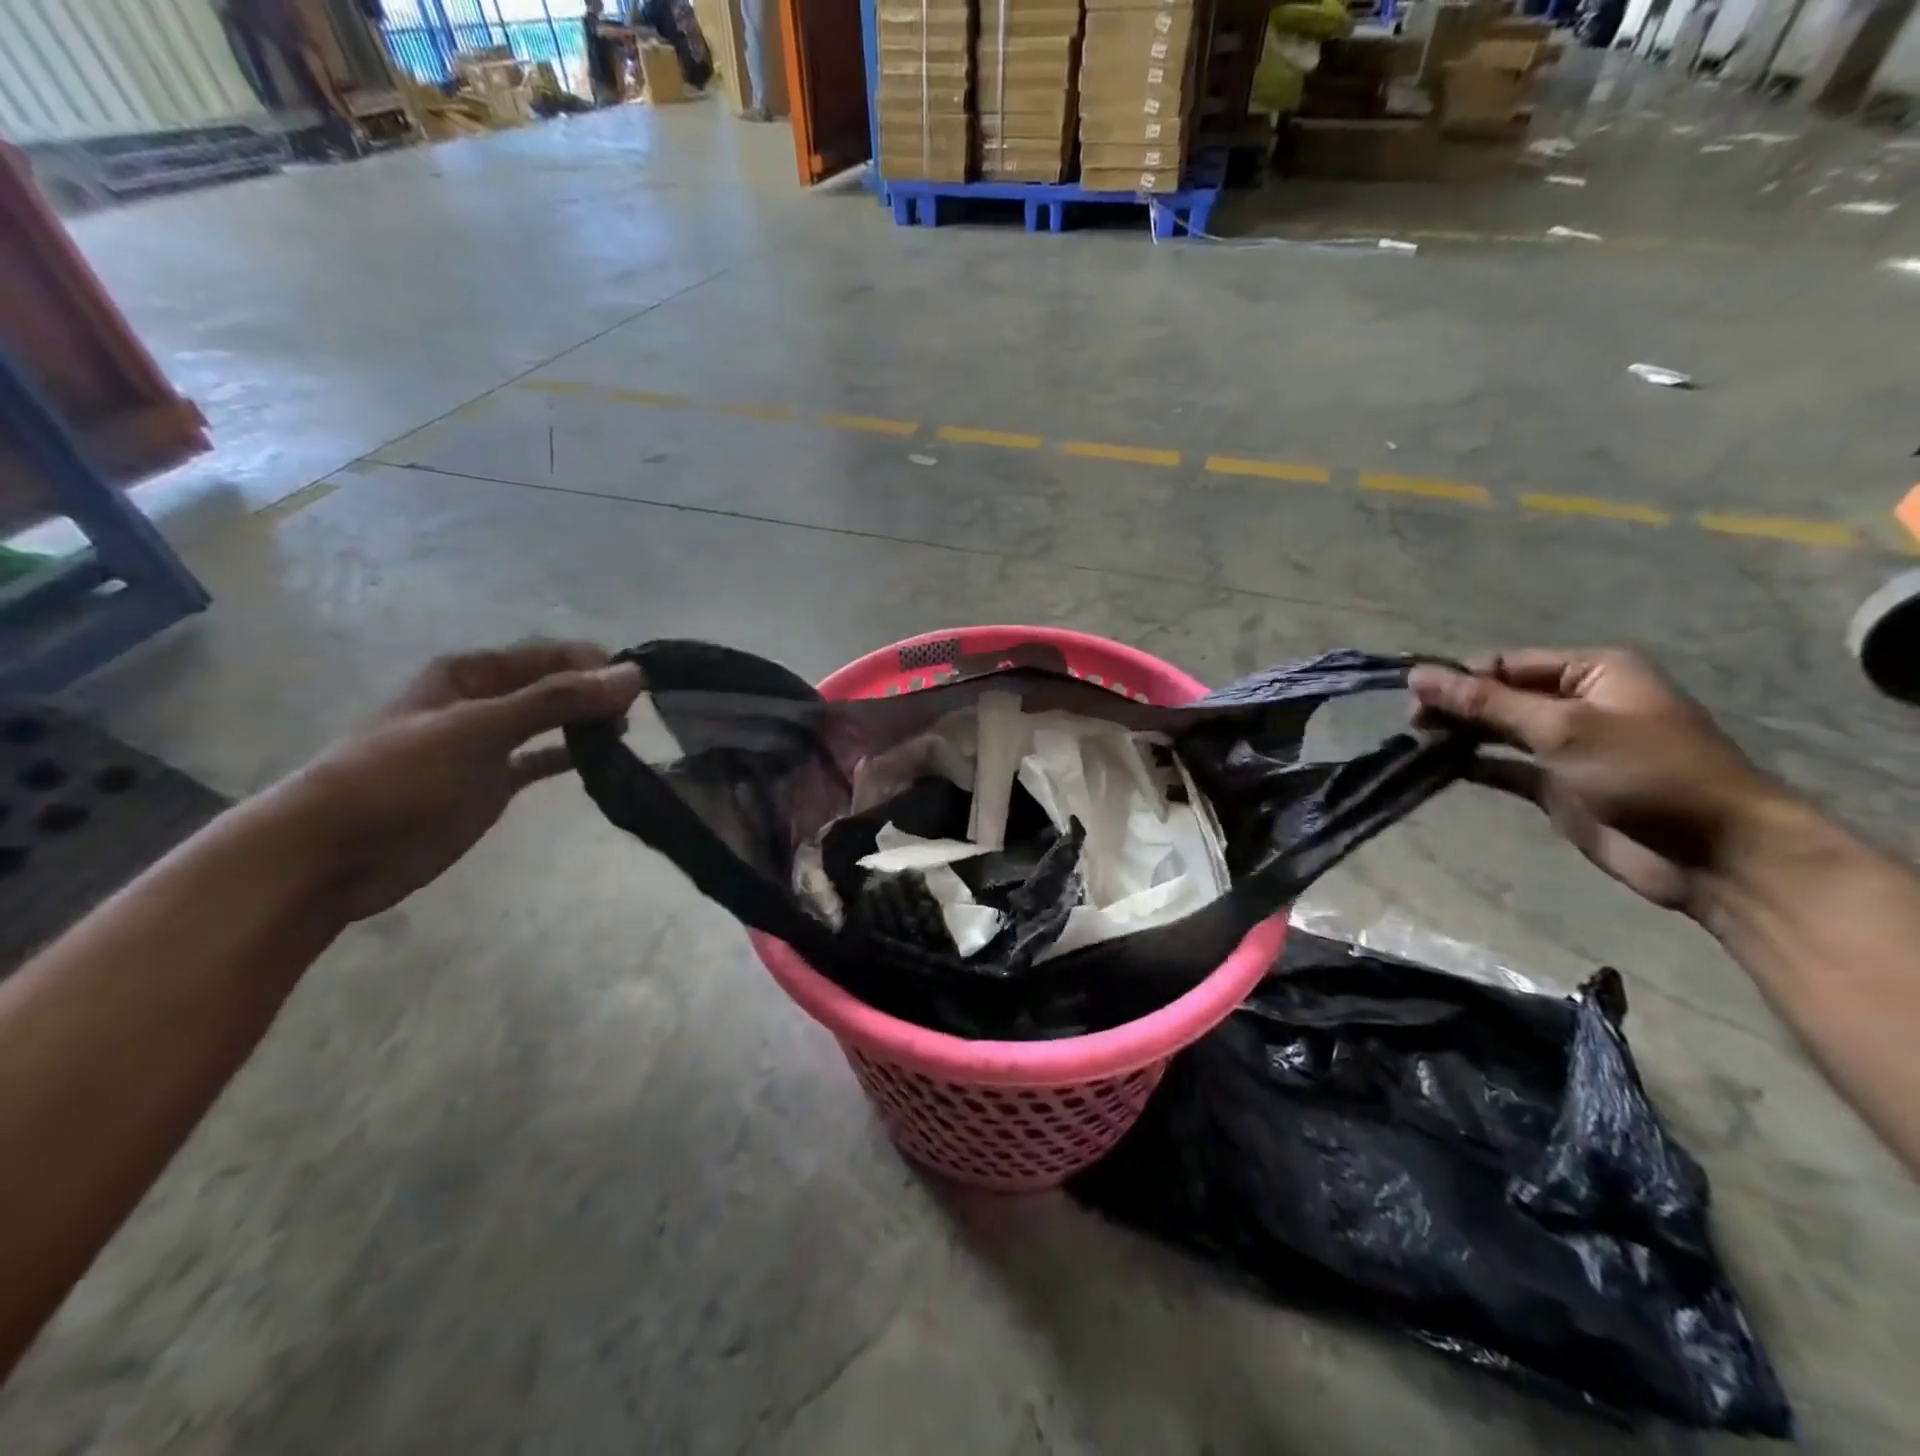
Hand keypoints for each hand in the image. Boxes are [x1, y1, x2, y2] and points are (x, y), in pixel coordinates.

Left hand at [275, 642, 643, 922]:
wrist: (335, 853)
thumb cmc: (401, 777)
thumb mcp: (480, 728)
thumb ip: (557, 700)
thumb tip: (633, 676)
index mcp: (471, 673)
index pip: (551, 655)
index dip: (595, 666)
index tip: (637, 690)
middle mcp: (484, 701)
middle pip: (555, 686)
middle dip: (596, 694)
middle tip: (634, 717)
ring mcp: (489, 745)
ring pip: (553, 722)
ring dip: (589, 724)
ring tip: (625, 737)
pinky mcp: (493, 783)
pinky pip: (544, 760)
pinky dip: (573, 757)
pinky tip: (605, 761)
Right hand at [1409, 649, 1789, 910]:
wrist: (1715, 855)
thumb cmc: (1647, 773)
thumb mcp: (1563, 727)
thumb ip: (1487, 702)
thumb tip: (1418, 676)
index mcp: (1593, 672)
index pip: (1506, 663)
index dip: (1458, 676)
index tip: (1411, 695)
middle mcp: (1577, 703)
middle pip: (1498, 695)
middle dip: (1454, 705)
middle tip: (1412, 724)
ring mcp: (1566, 747)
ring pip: (1495, 731)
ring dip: (1458, 735)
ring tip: (1415, 743)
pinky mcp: (1555, 787)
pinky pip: (1502, 767)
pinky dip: (1471, 765)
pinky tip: (1437, 767)